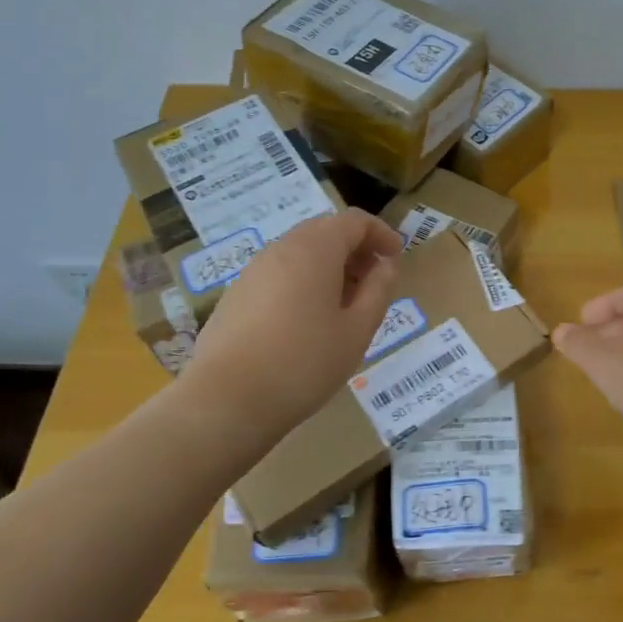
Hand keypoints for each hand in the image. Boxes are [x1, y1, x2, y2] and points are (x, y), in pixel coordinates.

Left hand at [182, 208, 402, 437]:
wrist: (226, 400)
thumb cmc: (304, 363)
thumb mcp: (357, 330)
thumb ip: (378, 290)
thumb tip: (386, 265)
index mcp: (315, 249)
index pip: (354, 221)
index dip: (380, 233)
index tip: (396, 257)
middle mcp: (281, 249)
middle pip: (325, 231)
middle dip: (355, 249)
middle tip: (374, 281)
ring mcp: (253, 270)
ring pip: (300, 252)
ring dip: (329, 266)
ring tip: (345, 305)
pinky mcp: (237, 294)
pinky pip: (279, 273)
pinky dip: (303, 281)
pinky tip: (308, 321)